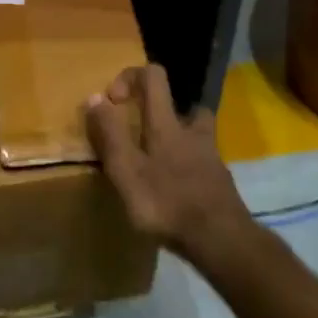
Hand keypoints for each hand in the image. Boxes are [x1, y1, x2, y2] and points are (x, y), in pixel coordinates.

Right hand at [86, 65, 254, 270]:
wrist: (223, 242)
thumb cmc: (168, 203)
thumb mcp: (127, 171)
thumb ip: (110, 134)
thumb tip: (95, 98)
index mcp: (167, 124)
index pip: (154, 76)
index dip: (130, 77)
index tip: (114, 102)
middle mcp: (193, 131)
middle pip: (182, 104)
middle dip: (160, 111)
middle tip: (141, 135)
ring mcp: (212, 157)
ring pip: (196, 133)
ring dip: (179, 138)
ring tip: (159, 162)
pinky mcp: (221, 183)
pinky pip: (203, 162)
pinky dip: (189, 168)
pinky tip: (177, 191)